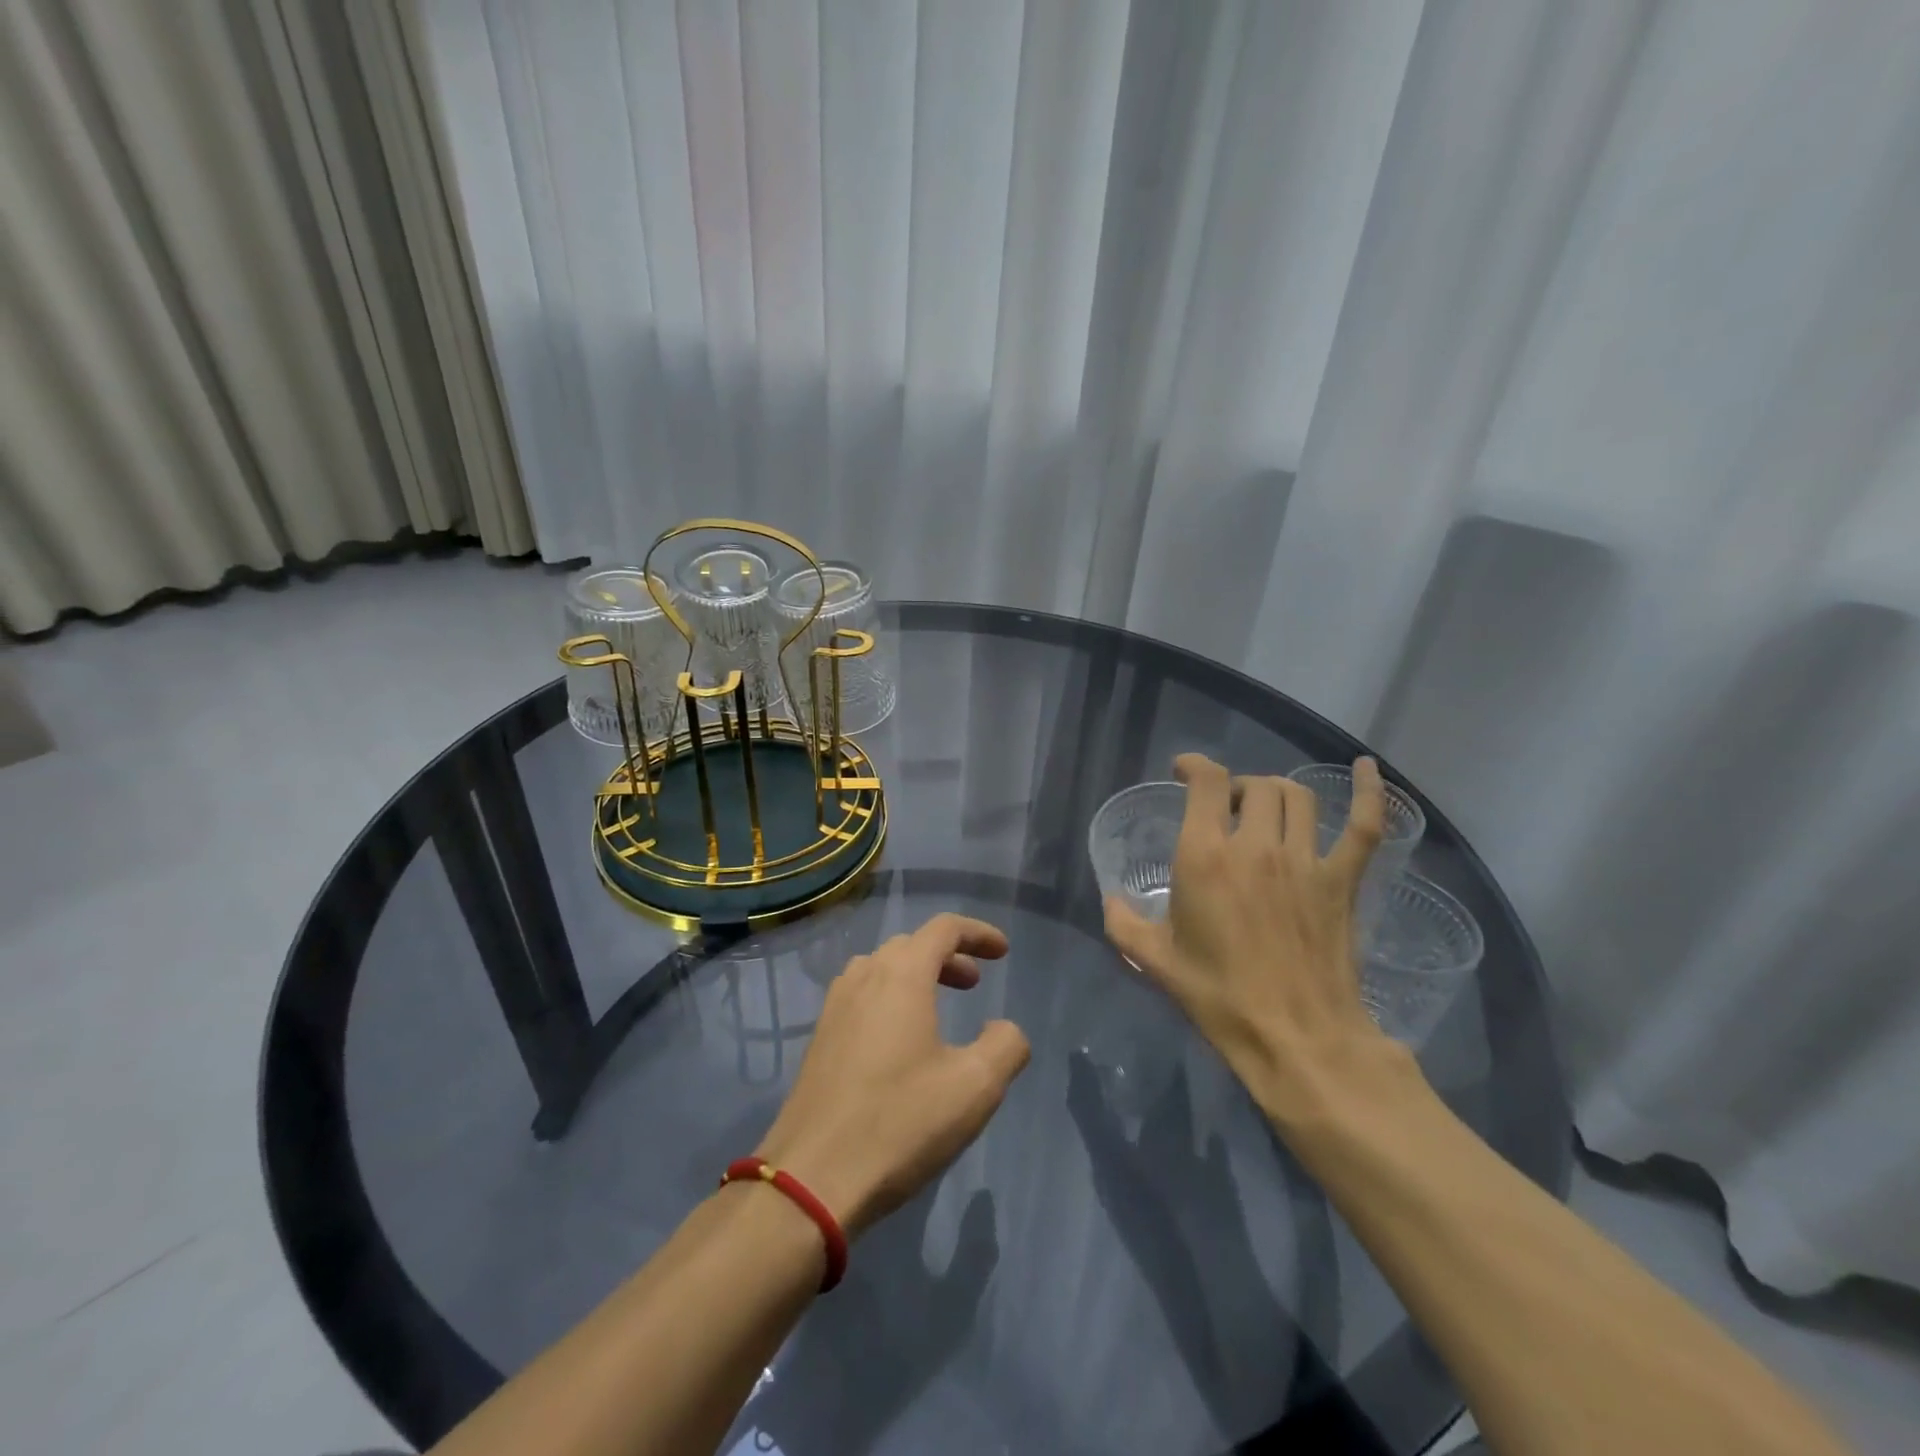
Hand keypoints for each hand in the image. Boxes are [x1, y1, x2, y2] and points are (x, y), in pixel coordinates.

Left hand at [754, 913, 1030, 1236]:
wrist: (812, 1178)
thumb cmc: (900, 1122)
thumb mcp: (975, 1087)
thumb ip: (1005, 1045)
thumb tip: (1004, 1029)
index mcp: (901, 976)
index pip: (943, 928)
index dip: (978, 933)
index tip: (1003, 952)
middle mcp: (864, 978)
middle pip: (911, 944)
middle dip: (948, 956)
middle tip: (975, 983)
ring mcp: (834, 1007)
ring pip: (881, 968)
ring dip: (915, 975)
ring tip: (938, 1007)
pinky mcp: (819, 1038)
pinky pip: (861, 995)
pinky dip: (890, 997)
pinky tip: (900, 1041)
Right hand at [1103, 754, 1398, 1120]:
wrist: (1295, 1039)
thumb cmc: (1219, 997)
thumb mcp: (1156, 961)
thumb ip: (1124, 923)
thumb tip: (1111, 900)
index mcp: (1205, 857)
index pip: (1206, 783)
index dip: (1194, 765)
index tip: (1184, 771)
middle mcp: (1256, 846)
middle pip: (1253, 786)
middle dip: (1235, 789)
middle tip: (1225, 812)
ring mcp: (1306, 860)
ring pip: (1297, 797)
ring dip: (1277, 792)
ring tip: (1266, 808)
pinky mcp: (1343, 881)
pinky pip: (1363, 826)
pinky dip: (1369, 793)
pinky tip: (1367, 769)